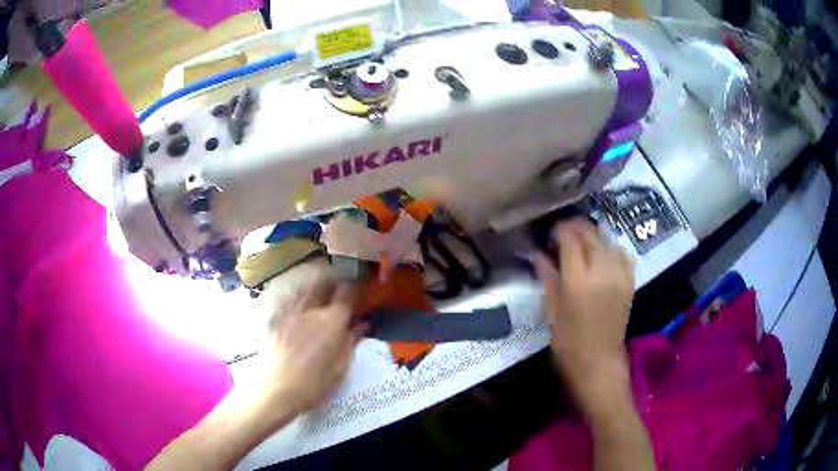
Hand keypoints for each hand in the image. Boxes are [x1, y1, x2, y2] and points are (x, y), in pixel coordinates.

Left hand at [256, 262, 365, 417]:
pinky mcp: (276, 319)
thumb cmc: (314, 384)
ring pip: (305, 289)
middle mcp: (312, 310)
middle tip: (340, 287)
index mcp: (332, 322)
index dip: (354, 287)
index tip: (358, 289)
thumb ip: (351, 342)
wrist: (275, 389)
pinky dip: (299, 297)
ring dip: (316, 286)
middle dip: (333, 282)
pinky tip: (301, 306)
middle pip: (323, 284)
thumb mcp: (340, 368)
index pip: (346, 293)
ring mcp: (291, 313)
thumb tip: (362, 324)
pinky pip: (291, 300)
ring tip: (321, 291)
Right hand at [532, 218, 633, 412]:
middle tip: (563, 233)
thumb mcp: (552, 311)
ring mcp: (619, 276)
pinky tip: (603, 252)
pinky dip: (611, 246)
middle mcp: (601, 273)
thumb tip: (537, 253)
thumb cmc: (569, 342)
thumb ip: (547, 277)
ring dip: (592, 234)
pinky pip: (623, 253)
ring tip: (581, 241)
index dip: (560, 230)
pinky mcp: (629, 282)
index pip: (570, 241)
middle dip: (575, 227)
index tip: (551, 232)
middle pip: (590, 234)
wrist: (599, 362)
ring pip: (607, 239)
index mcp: (577, 282)